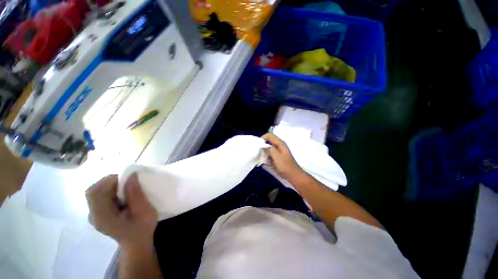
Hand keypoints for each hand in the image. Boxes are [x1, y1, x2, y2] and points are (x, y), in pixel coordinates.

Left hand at [86, 174, 157, 251]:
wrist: (136, 243)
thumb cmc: (142, 228)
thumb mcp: (144, 211)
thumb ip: (136, 194)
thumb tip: (131, 175)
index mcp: (102, 217)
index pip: (95, 192)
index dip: (109, 181)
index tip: (128, 179)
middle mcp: (93, 215)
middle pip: (94, 191)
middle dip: (111, 182)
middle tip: (128, 182)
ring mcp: (94, 215)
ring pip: (96, 192)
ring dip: (112, 186)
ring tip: (127, 189)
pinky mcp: (98, 214)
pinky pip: (100, 196)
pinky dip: (111, 191)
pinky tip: (122, 196)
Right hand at [263, 133, 306, 184]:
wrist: (293, 175)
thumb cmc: (285, 166)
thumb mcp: (276, 156)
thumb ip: (269, 149)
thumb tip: (263, 144)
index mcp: (280, 143)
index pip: (270, 135)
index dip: (263, 138)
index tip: (258, 144)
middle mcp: (280, 145)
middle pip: (269, 140)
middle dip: (262, 144)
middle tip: (258, 150)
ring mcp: (279, 151)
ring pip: (269, 146)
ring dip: (264, 150)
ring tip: (260, 155)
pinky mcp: (278, 156)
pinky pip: (270, 152)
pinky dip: (267, 154)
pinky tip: (264, 160)